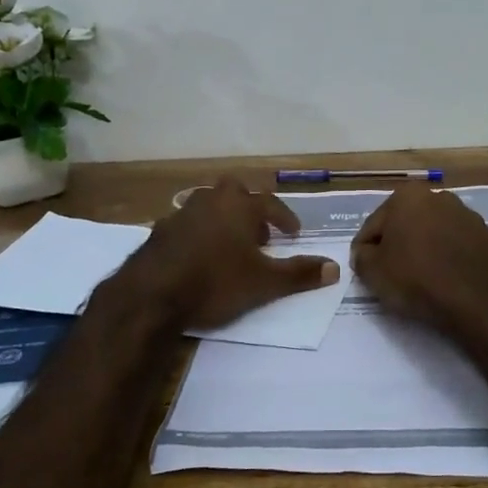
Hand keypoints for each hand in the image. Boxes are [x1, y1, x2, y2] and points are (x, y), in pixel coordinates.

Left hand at [118, 179, 339, 329]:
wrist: (152, 295)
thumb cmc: (216, 282)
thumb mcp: (264, 283)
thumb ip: (300, 273)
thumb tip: (335, 268)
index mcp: (240, 206)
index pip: (271, 203)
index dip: (285, 218)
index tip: (294, 234)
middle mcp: (211, 200)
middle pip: (236, 192)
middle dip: (250, 208)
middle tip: (259, 233)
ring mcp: (181, 213)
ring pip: (208, 205)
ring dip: (223, 219)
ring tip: (230, 246)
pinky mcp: (158, 230)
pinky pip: (186, 224)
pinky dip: (198, 234)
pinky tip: (198, 256)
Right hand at [351, 186, 487, 332]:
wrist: (471, 303)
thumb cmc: (414, 279)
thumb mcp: (371, 271)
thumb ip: (362, 255)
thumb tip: (366, 252)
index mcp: (409, 197)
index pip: (376, 223)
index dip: (368, 247)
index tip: (367, 267)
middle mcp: (442, 198)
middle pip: (412, 222)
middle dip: (403, 241)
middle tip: (396, 271)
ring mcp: (473, 217)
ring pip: (442, 232)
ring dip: (433, 247)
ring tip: (427, 277)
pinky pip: (468, 248)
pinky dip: (460, 259)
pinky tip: (454, 279)